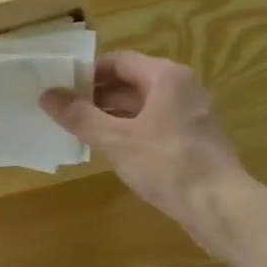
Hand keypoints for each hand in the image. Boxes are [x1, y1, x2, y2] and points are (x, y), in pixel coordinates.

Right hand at [41, 52, 244, 232]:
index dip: (88, 73)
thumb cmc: (167, 164)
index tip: (62, 89)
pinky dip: (133, 132)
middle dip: (98, 96)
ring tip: (82, 132)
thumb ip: (80, 116)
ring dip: (114, 116)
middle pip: (132, 82)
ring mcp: (193, 115)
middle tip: (66, 112)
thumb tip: (46, 95)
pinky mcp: (196, 140)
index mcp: (167, 76)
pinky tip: (113, 151)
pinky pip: (157, 125)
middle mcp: (184, 88)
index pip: (119, 61)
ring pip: (145, 106)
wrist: (221, 206)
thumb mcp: (116, 140)